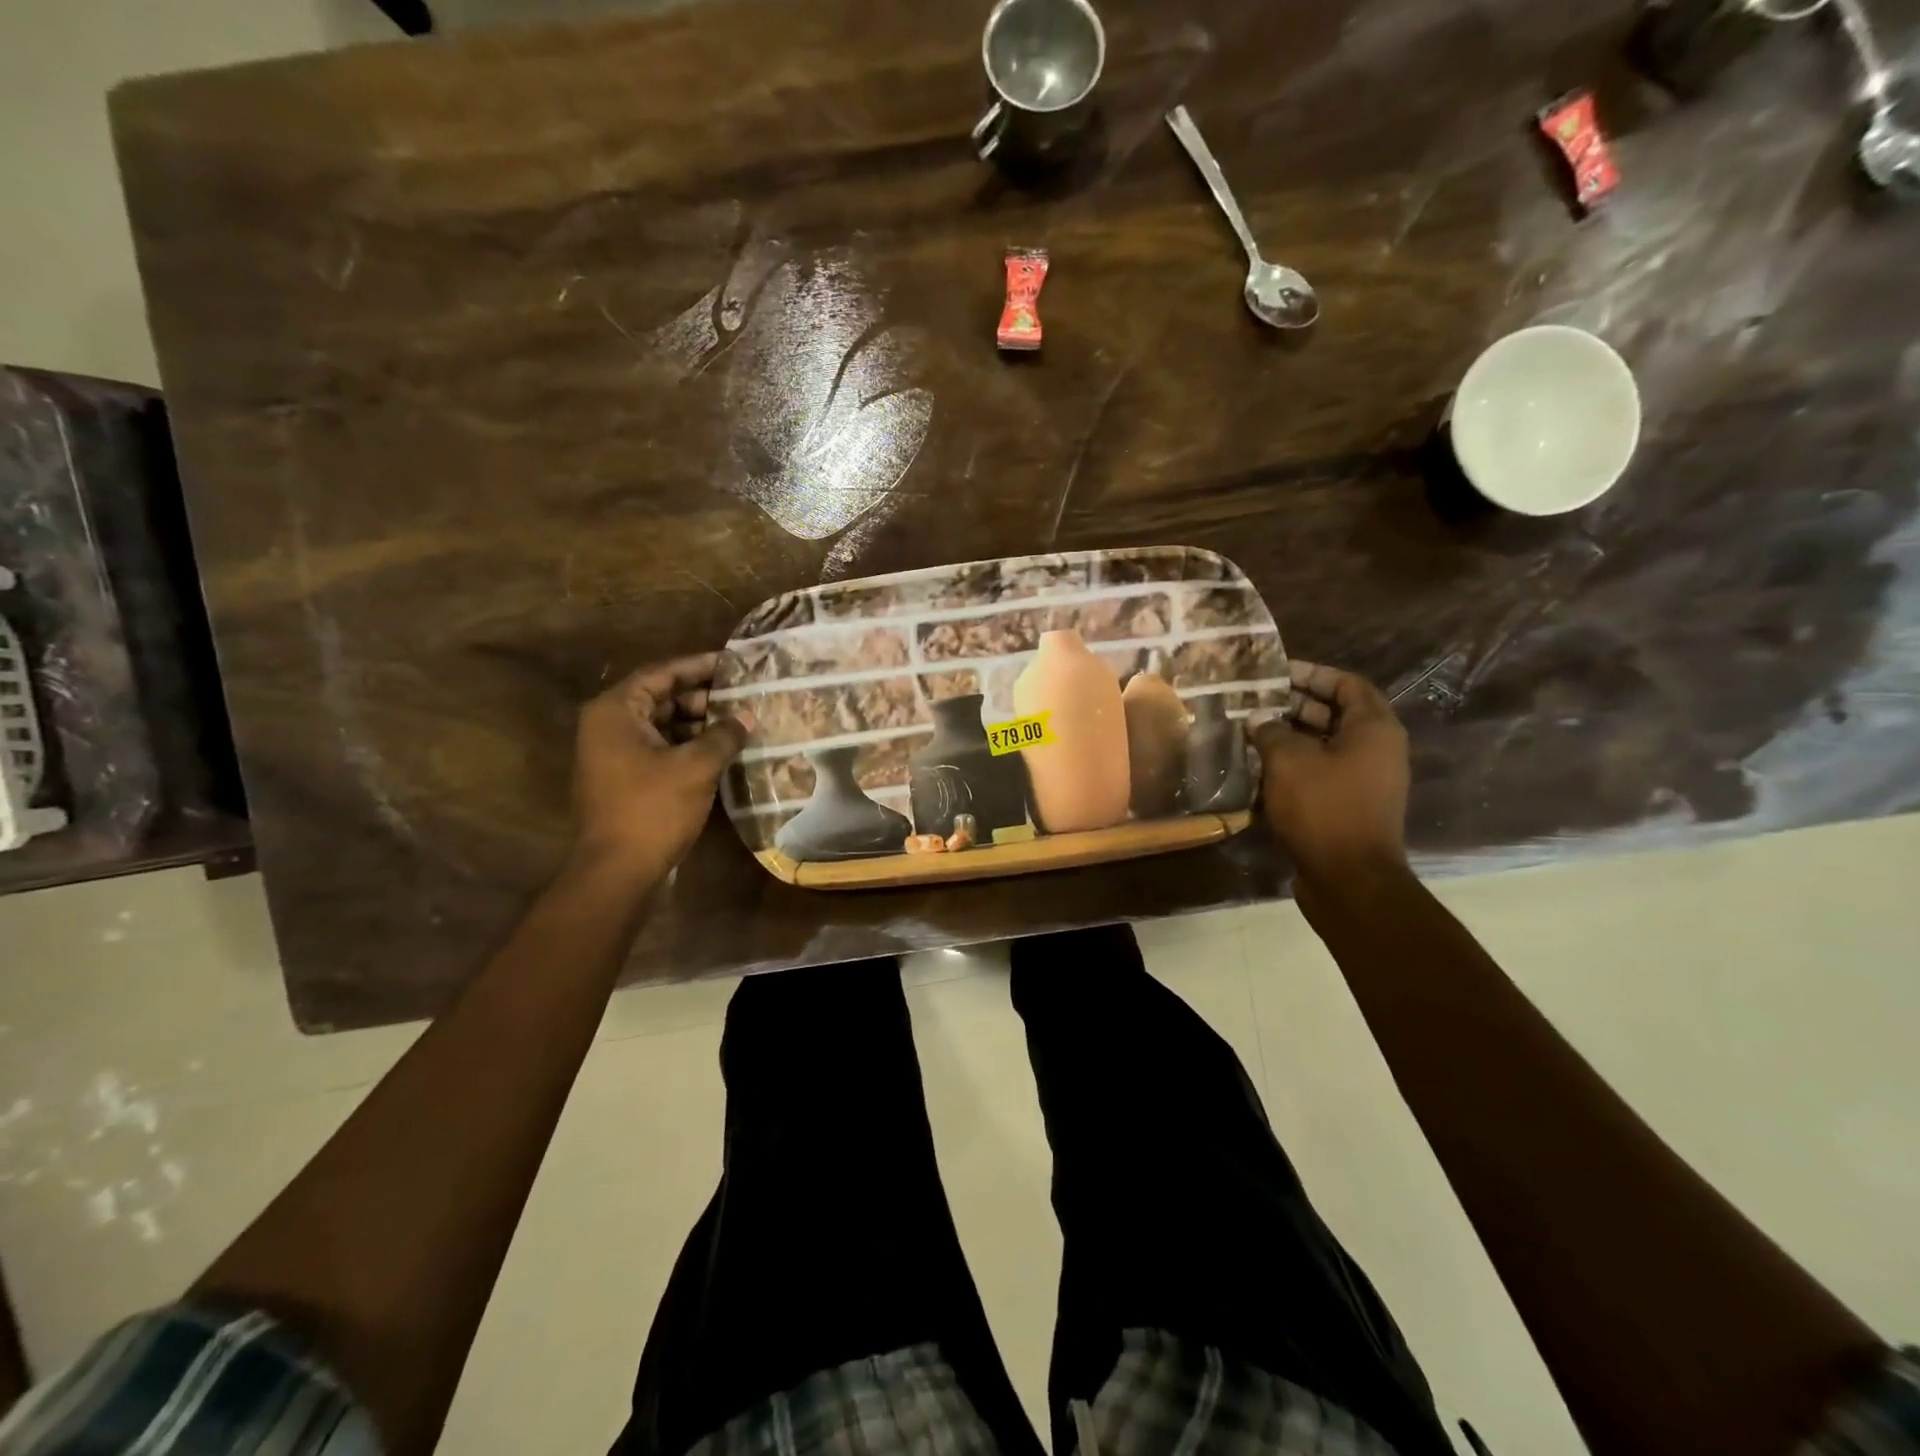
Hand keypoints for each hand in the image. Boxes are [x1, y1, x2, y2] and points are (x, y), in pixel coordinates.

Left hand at [569, 655, 749, 881]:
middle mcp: (608, 724)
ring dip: (697, 722)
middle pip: (660, 697)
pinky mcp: (623, 776)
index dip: (699, 666)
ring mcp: (612, 753)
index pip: (661, 673)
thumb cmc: (653, 809)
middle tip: (741, 695)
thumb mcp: (696, 767)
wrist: (617, 870)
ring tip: (737, 722)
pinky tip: (719, 750)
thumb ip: (724, 735)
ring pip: (661, 724)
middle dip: (701, 696)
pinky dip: (687, 744)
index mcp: (616, 711)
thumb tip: (747, 716)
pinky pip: (658, 747)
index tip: (732, 663)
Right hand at [1250, 660, 1410, 904]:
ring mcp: (1365, 780)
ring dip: (1289, 737)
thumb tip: (1259, 721)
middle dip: (1294, 704)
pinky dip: (1294, 766)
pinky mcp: (1349, 806)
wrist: (1349, 879)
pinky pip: (1321, 772)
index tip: (1275, 673)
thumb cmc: (1323, 808)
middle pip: (1335, 713)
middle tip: (1255, 702)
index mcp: (1374, 729)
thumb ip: (1271, 731)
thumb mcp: (1289, 760)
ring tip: (1250, 732)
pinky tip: (1259, 768)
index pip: (1347, 684)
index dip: (1312, 673)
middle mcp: (1376, 750)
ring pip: (1324, 745)